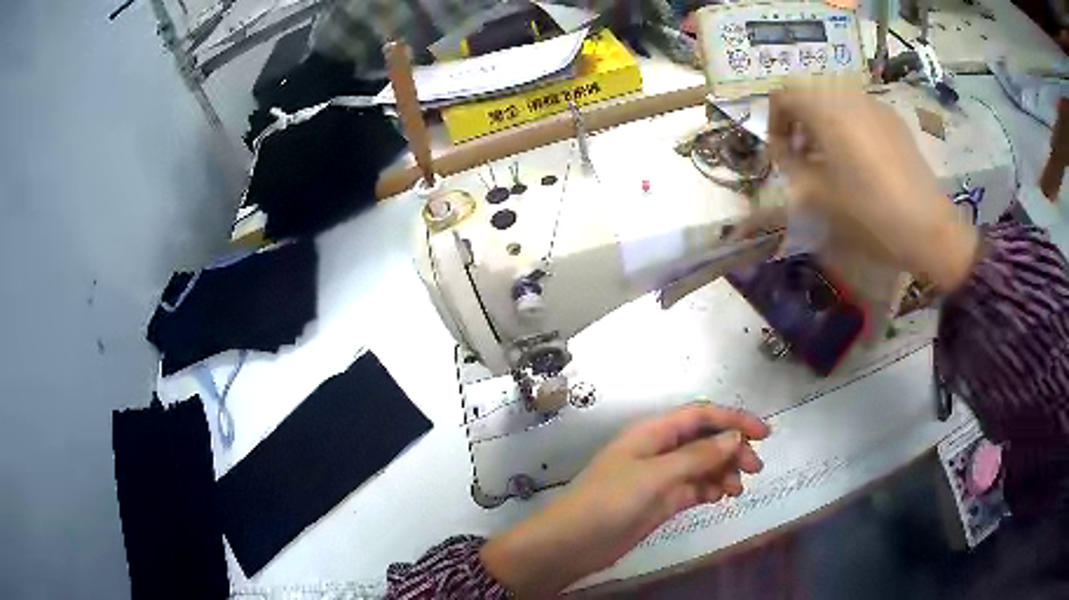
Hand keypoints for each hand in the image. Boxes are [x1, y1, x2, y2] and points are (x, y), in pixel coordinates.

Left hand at [481, 403, 769, 596]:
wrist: (572, 544)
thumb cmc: (608, 502)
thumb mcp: (654, 476)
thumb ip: (696, 456)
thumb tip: (735, 436)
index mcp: (652, 433)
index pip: (700, 415)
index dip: (734, 418)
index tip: (764, 433)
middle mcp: (658, 450)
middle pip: (705, 440)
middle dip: (733, 448)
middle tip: (755, 468)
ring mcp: (660, 477)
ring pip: (702, 465)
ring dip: (724, 471)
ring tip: (737, 490)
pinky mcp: (661, 501)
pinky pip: (694, 488)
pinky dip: (710, 489)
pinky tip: (721, 497)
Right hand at [767, 87, 979, 291]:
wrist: (928, 228)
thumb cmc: (869, 213)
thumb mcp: (818, 195)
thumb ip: (790, 165)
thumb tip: (781, 150)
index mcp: (825, 109)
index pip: (783, 95)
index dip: (774, 122)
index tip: (781, 153)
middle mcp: (847, 95)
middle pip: (809, 92)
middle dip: (799, 120)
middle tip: (803, 155)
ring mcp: (874, 104)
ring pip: (834, 99)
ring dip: (823, 122)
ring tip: (831, 159)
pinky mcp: (893, 120)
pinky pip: (859, 110)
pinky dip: (847, 125)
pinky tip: (860, 160)